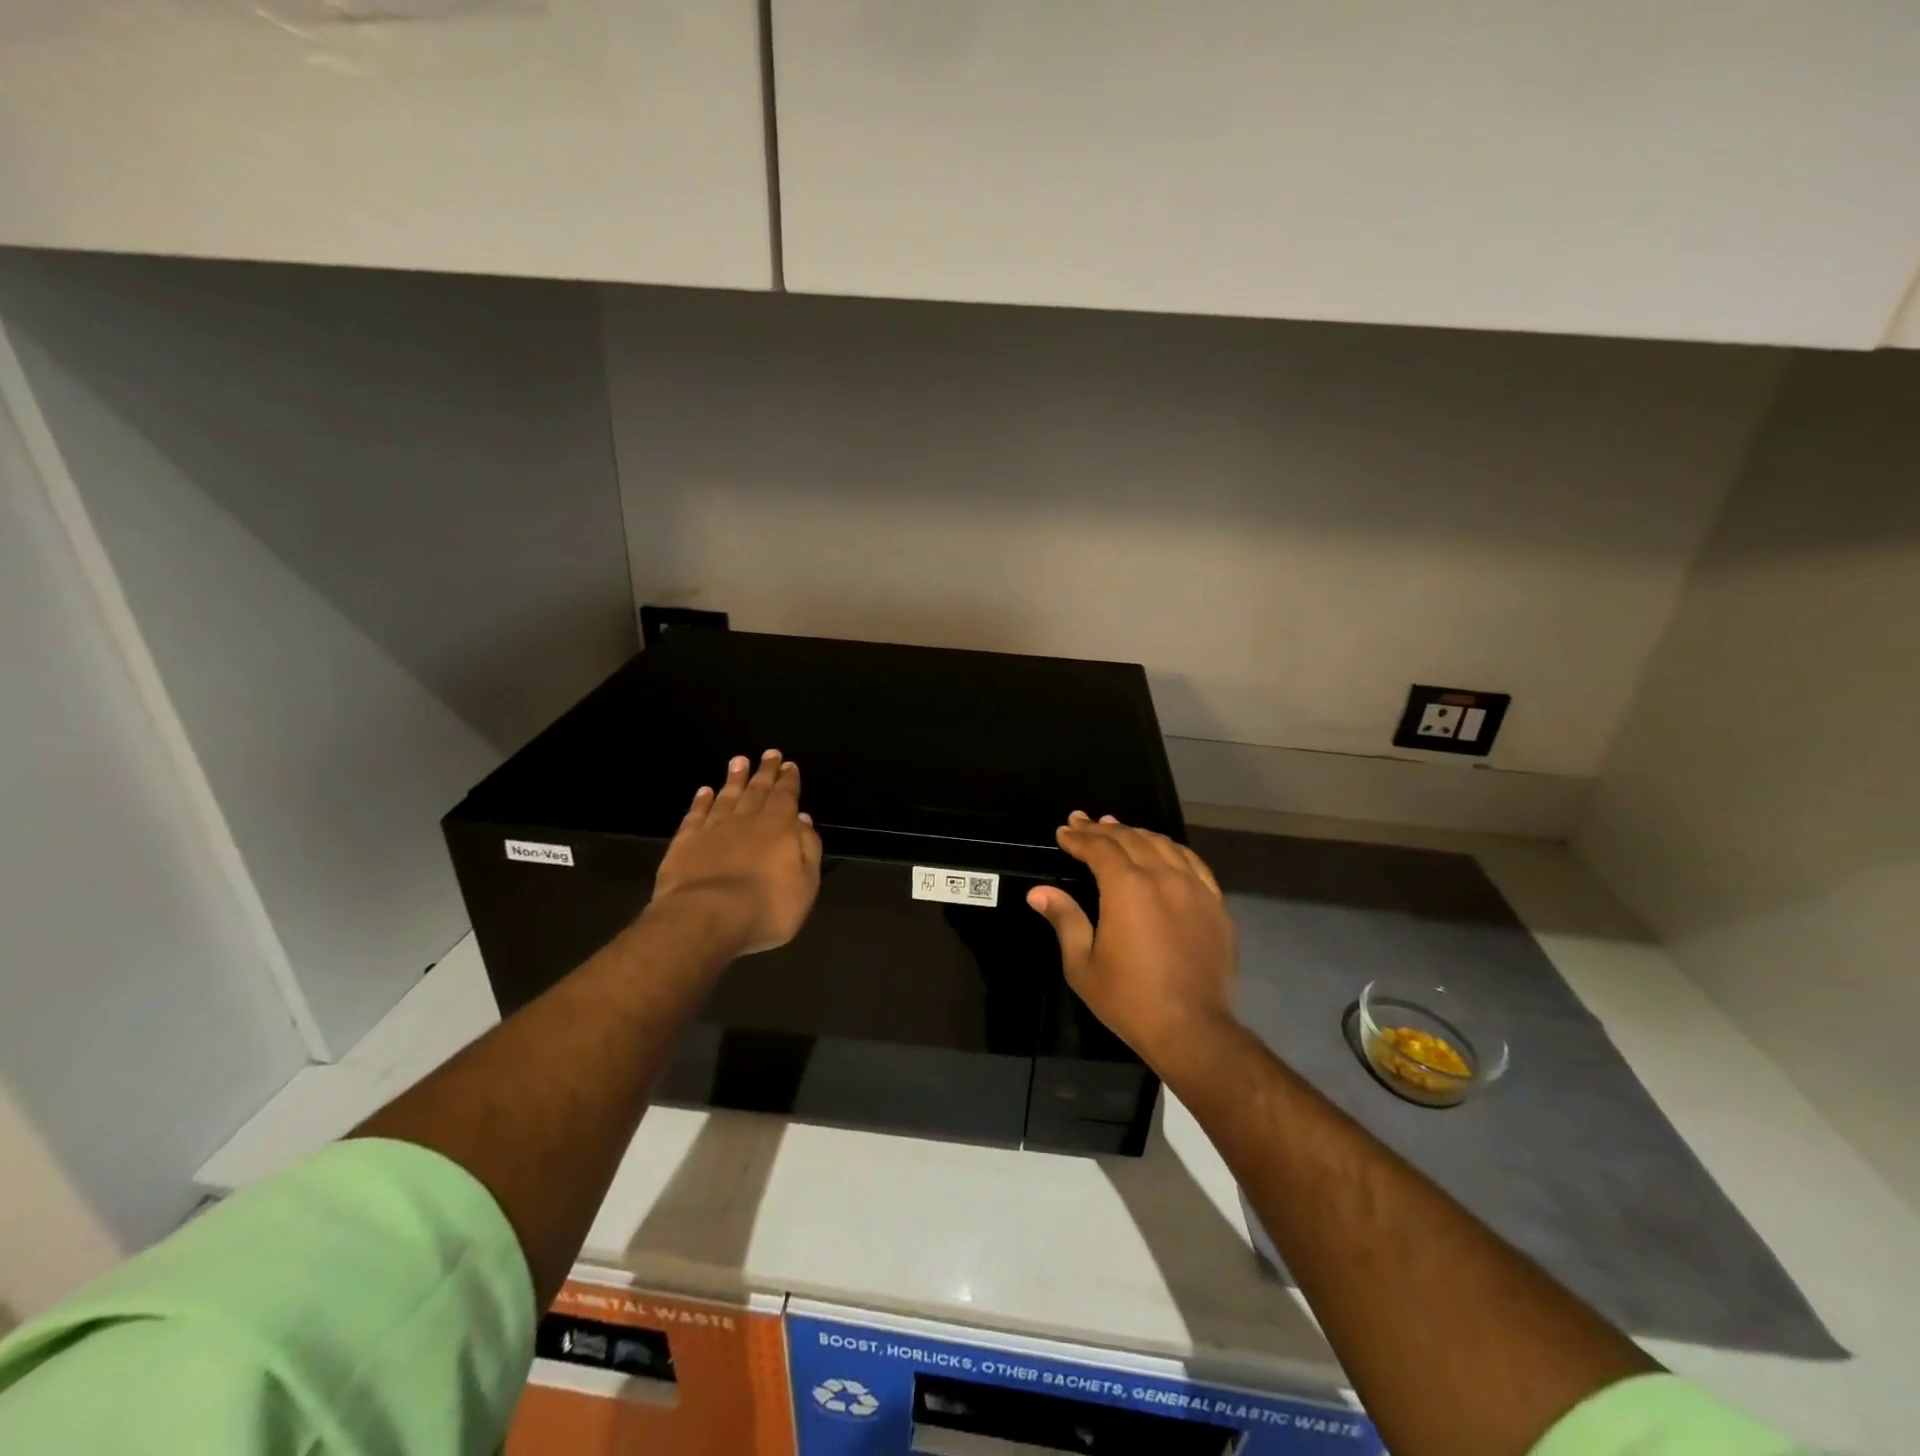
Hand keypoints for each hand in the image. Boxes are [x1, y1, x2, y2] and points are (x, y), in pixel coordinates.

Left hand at [650, 750, 822, 955]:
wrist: (706, 918)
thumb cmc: (766, 908)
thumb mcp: (805, 884)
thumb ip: (807, 848)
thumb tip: (802, 819)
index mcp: (779, 828)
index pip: (786, 797)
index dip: (788, 780)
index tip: (788, 764)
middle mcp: (747, 821)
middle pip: (758, 790)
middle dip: (765, 772)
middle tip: (769, 753)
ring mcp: (713, 829)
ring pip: (727, 796)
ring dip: (735, 779)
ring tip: (739, 761)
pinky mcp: (685, 842)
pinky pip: (696, 814)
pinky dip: (701, 801)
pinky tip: (704, 791)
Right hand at [1027, 812, 1236, 1067]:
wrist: (1192, 1029)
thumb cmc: (1129, 999)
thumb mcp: (1082, 964)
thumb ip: (1064, 920)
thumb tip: (1038, 892)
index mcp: (1127, 888)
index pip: (1100, 848)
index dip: (1079, 837)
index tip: (1064, 831)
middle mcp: (1162, 877)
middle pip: (1131, 839)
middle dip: (1103, 829)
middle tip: (1083, 821)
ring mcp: (1194, 888)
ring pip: (1163, 845)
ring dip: (1136, 833)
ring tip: (1118, 828)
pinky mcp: (1215, 904)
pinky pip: (1193, 863)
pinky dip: (1172, 849)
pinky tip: (1163, 851)